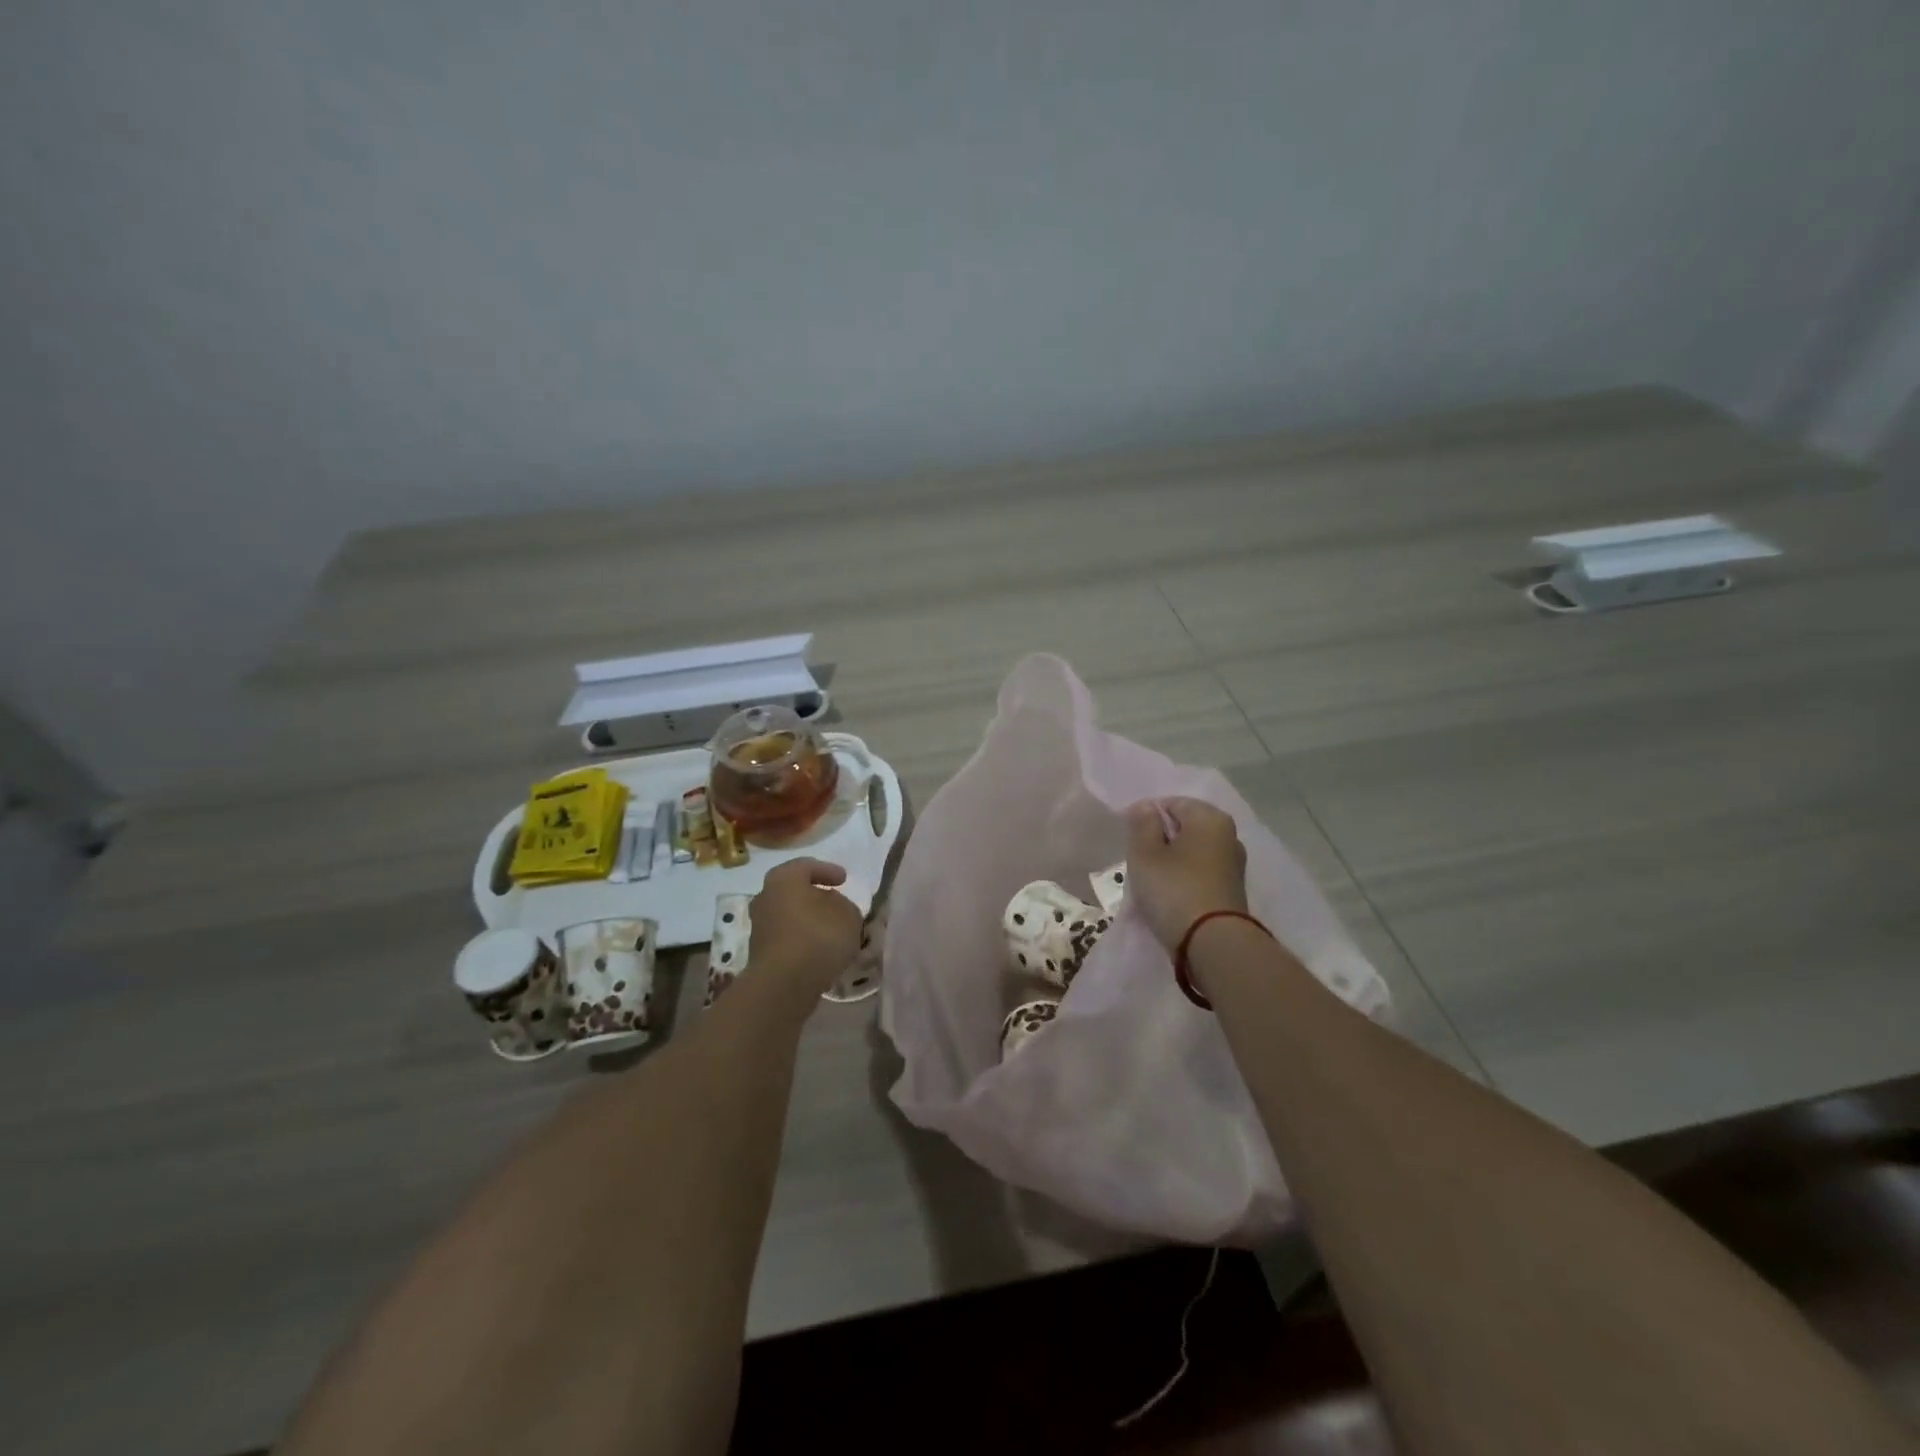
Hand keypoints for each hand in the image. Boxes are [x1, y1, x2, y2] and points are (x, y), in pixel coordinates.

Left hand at [746, 858, 863, 998]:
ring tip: (831, 930)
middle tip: (834, 901)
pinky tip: (820, 950)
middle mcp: (765, 897)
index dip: (828, 870)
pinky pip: (786, 938)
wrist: (783, 985)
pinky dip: (802, 939)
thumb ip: (844, 905)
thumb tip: (834, 907)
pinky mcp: (760, 953)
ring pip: (789, 915)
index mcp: (784, 878)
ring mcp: (759, 926)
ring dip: (808, 920)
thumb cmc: (817, 937)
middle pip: (793, 891)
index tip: (844, 879)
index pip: (806, 866)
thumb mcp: (848, 915)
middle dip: (814, 896)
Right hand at [1123, 797, 1248, 951]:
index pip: (1172, 803)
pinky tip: (1169, 896)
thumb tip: (1146, 806)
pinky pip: (1200, 874)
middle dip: (1160, 840)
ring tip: (1151, 883)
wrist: (1213, 944)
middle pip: (1184, 828)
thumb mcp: (1145, 853)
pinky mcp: (1232, 890)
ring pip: (1192, 852)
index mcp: (1210, 818)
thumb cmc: (1174, 889)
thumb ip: (1142, 824)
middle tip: (1139, 862)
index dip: (1146, 817)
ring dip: (1171, 862)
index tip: (1131, 841)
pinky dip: (1184, 879)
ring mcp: (1233, 865)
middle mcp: (1228, 835)